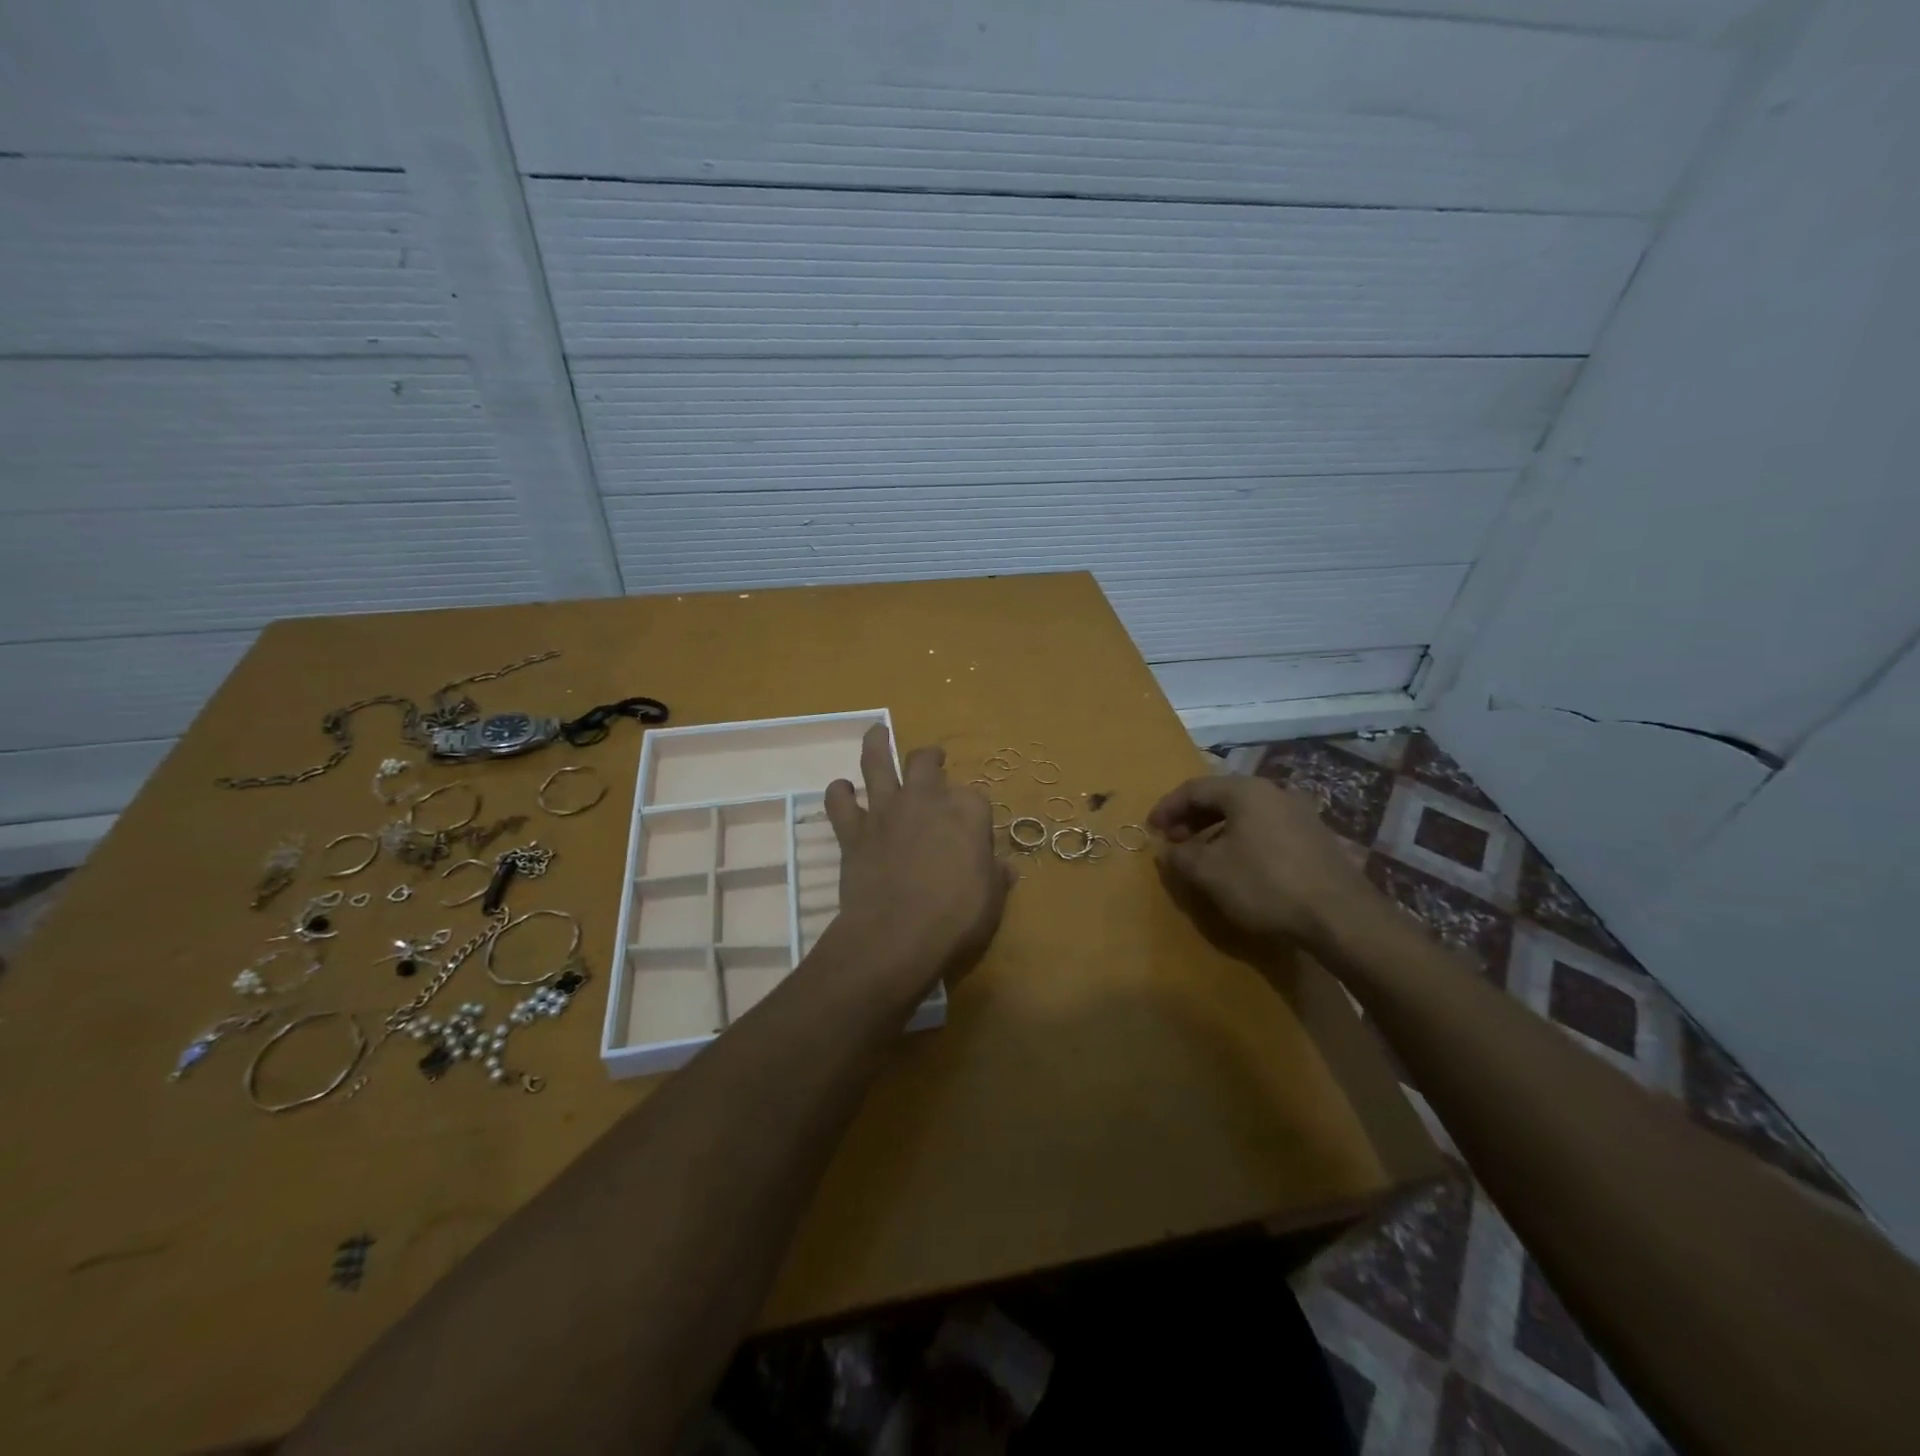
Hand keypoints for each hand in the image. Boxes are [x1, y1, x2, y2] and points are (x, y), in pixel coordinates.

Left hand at [824, 725, 1012, 993]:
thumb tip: (1005, 867)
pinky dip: (839, 795)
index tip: (973, 833)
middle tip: (932, 759)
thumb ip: (996, 876)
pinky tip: (841, 792)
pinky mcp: (853, 831)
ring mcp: (886, 811)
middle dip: (930, 758)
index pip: (975, 798)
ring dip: (876, 745)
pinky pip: (839, 802)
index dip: (973, 814)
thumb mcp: (992, 901)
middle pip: (925, 762)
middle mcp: (925, 799)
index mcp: (967, 811)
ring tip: (876, 733)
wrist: (896, 936)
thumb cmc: (955, 918)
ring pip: (876, 762)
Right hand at [1147, 773, 1375, 958]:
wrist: (1341, 917)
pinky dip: (1241, 839)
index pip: (1194, 788)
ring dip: (1216, 830)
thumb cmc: (1265, 885)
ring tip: (1202, 855)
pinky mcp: (1315, 838)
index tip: (1151, 829)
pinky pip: (1265, 828)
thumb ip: (1180, 856)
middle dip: (1192, 817)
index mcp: (1245, 791)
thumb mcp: (1209, 872)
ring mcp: (1299, 813)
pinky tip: (1239, 866)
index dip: (1167, 807)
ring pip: (1245, 813)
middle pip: (1221, 796)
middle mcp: (1274, 792)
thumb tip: (1167, 849)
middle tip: (1174, 841)